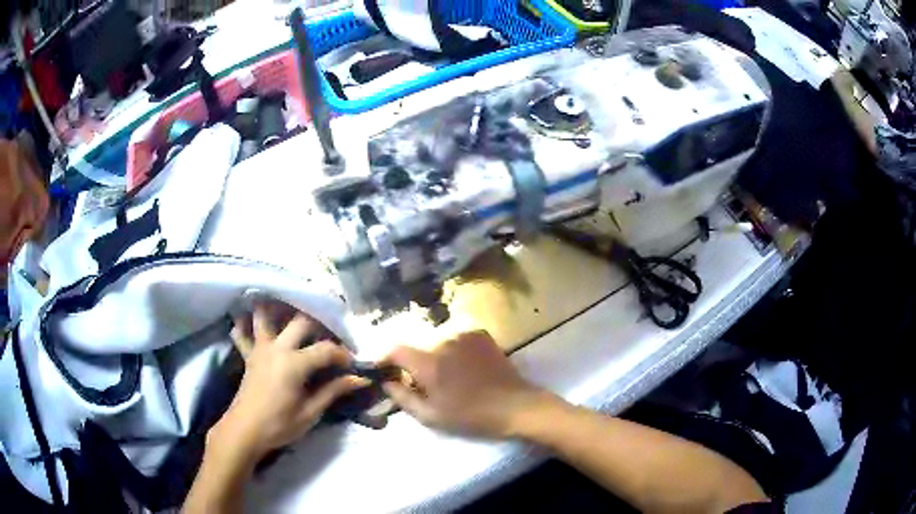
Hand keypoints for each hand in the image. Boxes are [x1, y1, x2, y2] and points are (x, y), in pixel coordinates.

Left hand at [208, 303, 369, 463]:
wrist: (245, 431)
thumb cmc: (280, 425)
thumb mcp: (311, 412)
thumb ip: (333, 391)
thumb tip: (360, 379)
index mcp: (295, 363)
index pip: (326, 349)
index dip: (343, 354)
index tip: (353, 364)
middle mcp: (277, 348)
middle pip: (301, 321)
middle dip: (320, 324)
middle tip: (331, 336)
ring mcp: (260, 349)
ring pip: (265, 316)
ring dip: (276, 309)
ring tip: (288, 308)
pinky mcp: (249, 355)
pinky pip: (242, 333)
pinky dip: (244, 324)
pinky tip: (248, 320)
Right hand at [382, 330, 558, 437]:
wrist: (515, 405)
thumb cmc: (471, 416)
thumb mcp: (431, 416)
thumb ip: (403, 398)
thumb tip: (386, 382)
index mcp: (428, 363)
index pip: (395, 350)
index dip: (386, 359)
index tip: (384, 371)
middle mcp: (443, 341)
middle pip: (418, 350)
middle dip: (416, 366)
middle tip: (426, 386)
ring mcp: (464, 335)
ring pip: (438, 345)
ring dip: (438, 359)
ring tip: (452, 379)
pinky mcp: (480, 334)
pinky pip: (457, 340)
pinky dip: (455, 352)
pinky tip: (468, 368)